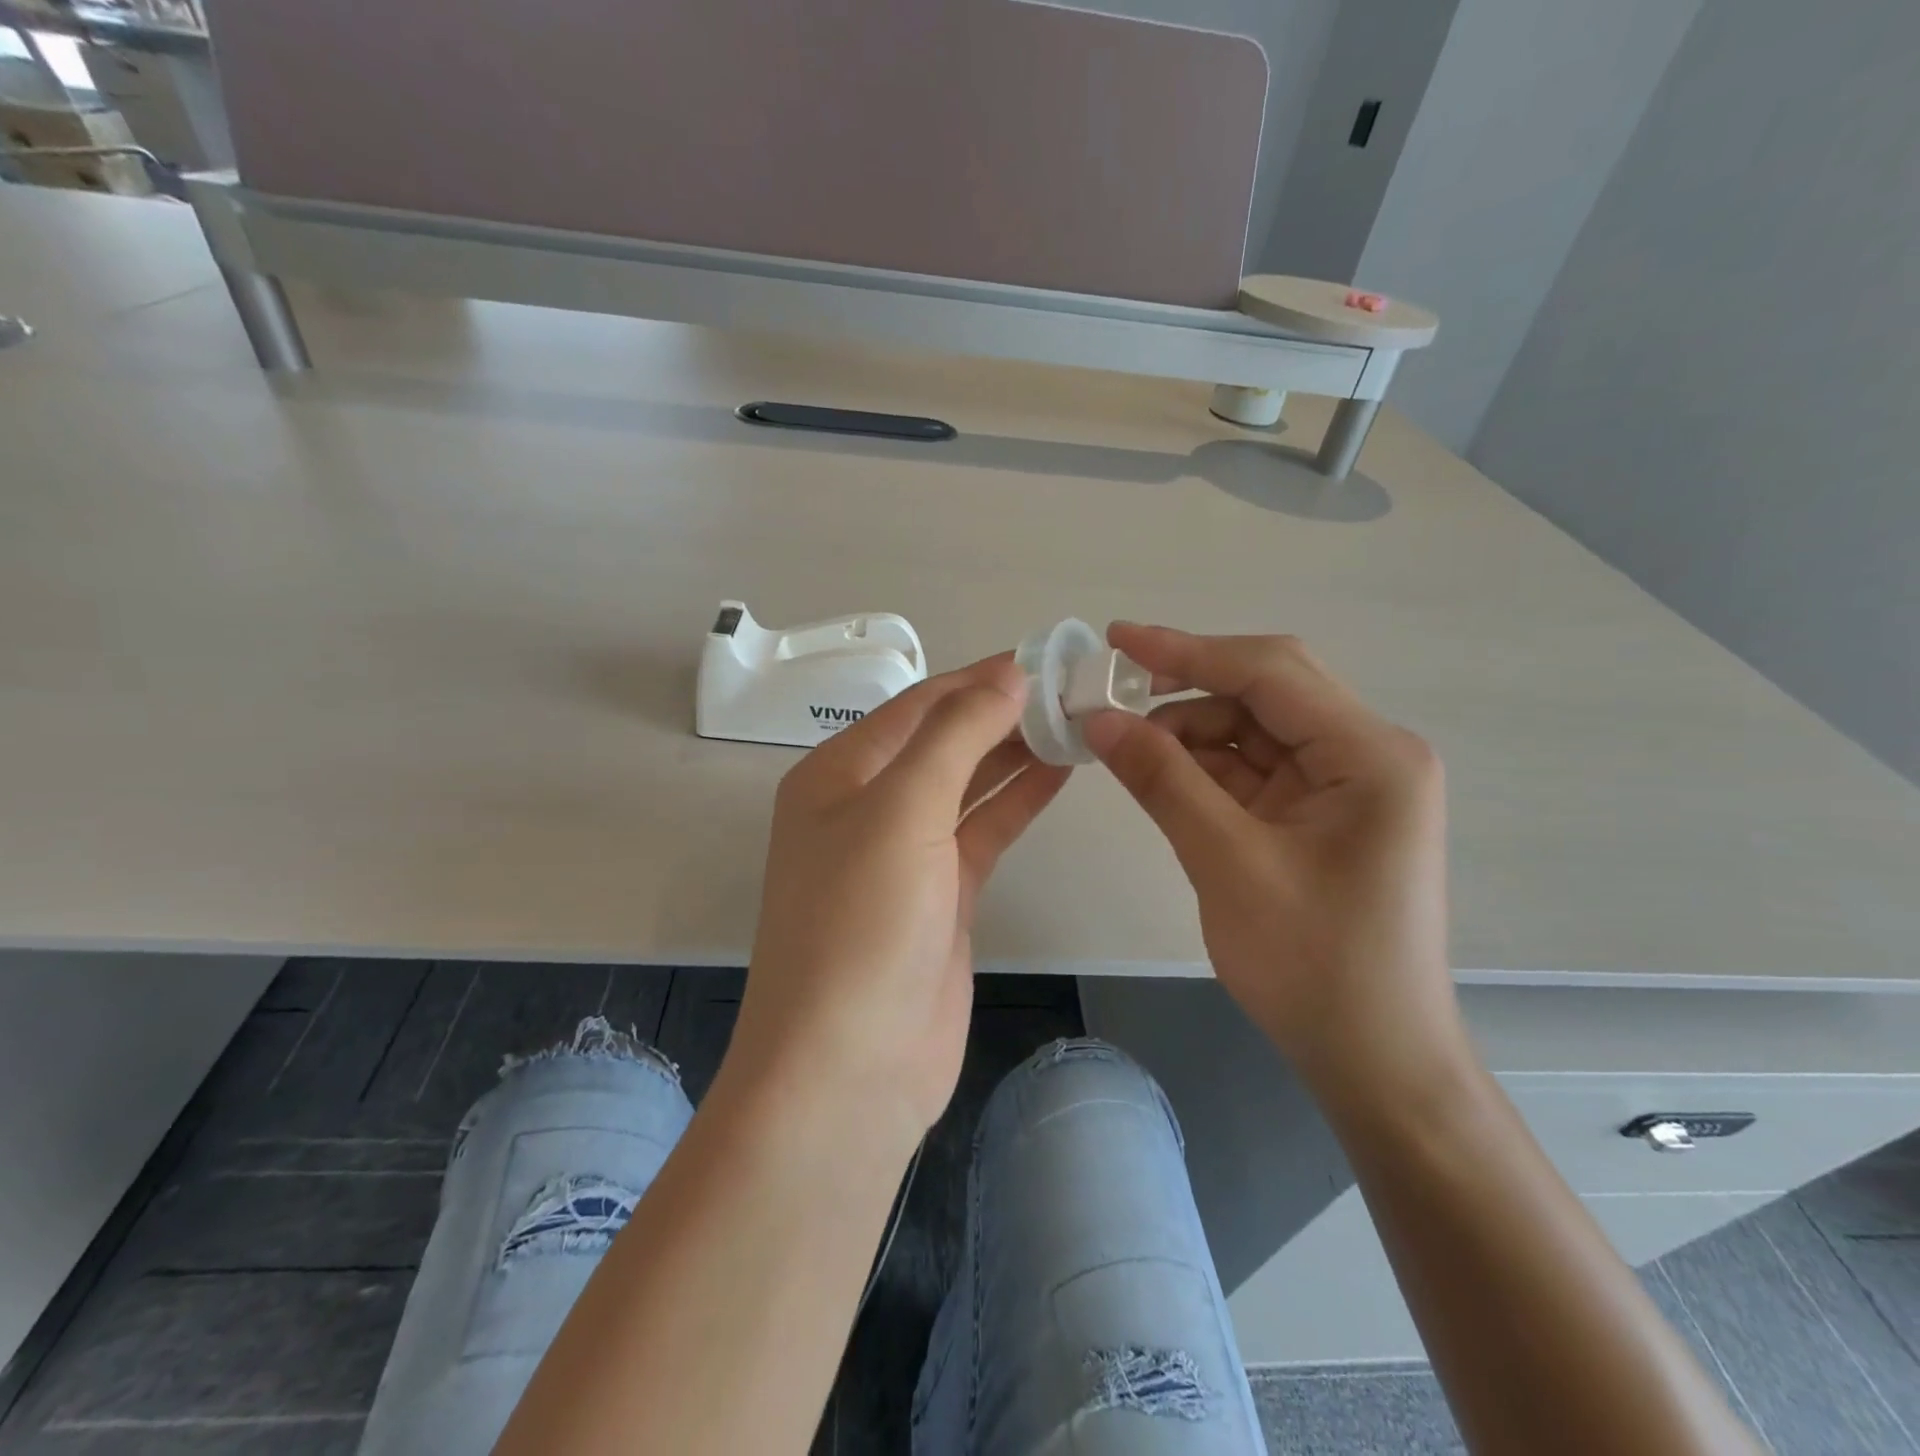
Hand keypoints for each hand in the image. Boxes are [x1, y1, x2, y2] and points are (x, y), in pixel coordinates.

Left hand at [728, 655, 1070, 1143]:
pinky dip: (1018, 801)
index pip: (918, 706)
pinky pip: (983, 831)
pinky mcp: (942, 895)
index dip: (978, 679)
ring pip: (968, 785)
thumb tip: (1007, 676)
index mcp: (839, 774)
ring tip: (1078, 722)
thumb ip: (956, 737)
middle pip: (943, 741)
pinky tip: (1060, 774)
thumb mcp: (901, 811)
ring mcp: (906, 854)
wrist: (850, 1069)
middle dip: (1002, 713)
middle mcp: (867, 806)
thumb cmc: (862, 925)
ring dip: (1016, 753)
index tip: (1044, 658)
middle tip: (1074, 690)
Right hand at [1082, 624, 1462, 1105]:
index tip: (1115, 640)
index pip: (1269, 672)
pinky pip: (1254, 769)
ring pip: (1253, 729)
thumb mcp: (1227, 864)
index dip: (1186, 650)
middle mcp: (1367, 753)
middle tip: (1112, 690)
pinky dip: (1204, 767)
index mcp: (1370, 754)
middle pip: (1266, 691)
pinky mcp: (1321, 813)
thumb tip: (1099, 718)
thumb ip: (1163, 781)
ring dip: (1189, 731)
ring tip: (1123, 743)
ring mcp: (1345, 784)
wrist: (1374, 1061)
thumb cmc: (1313, 966)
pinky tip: (1158, 773)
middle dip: (1187, 686)